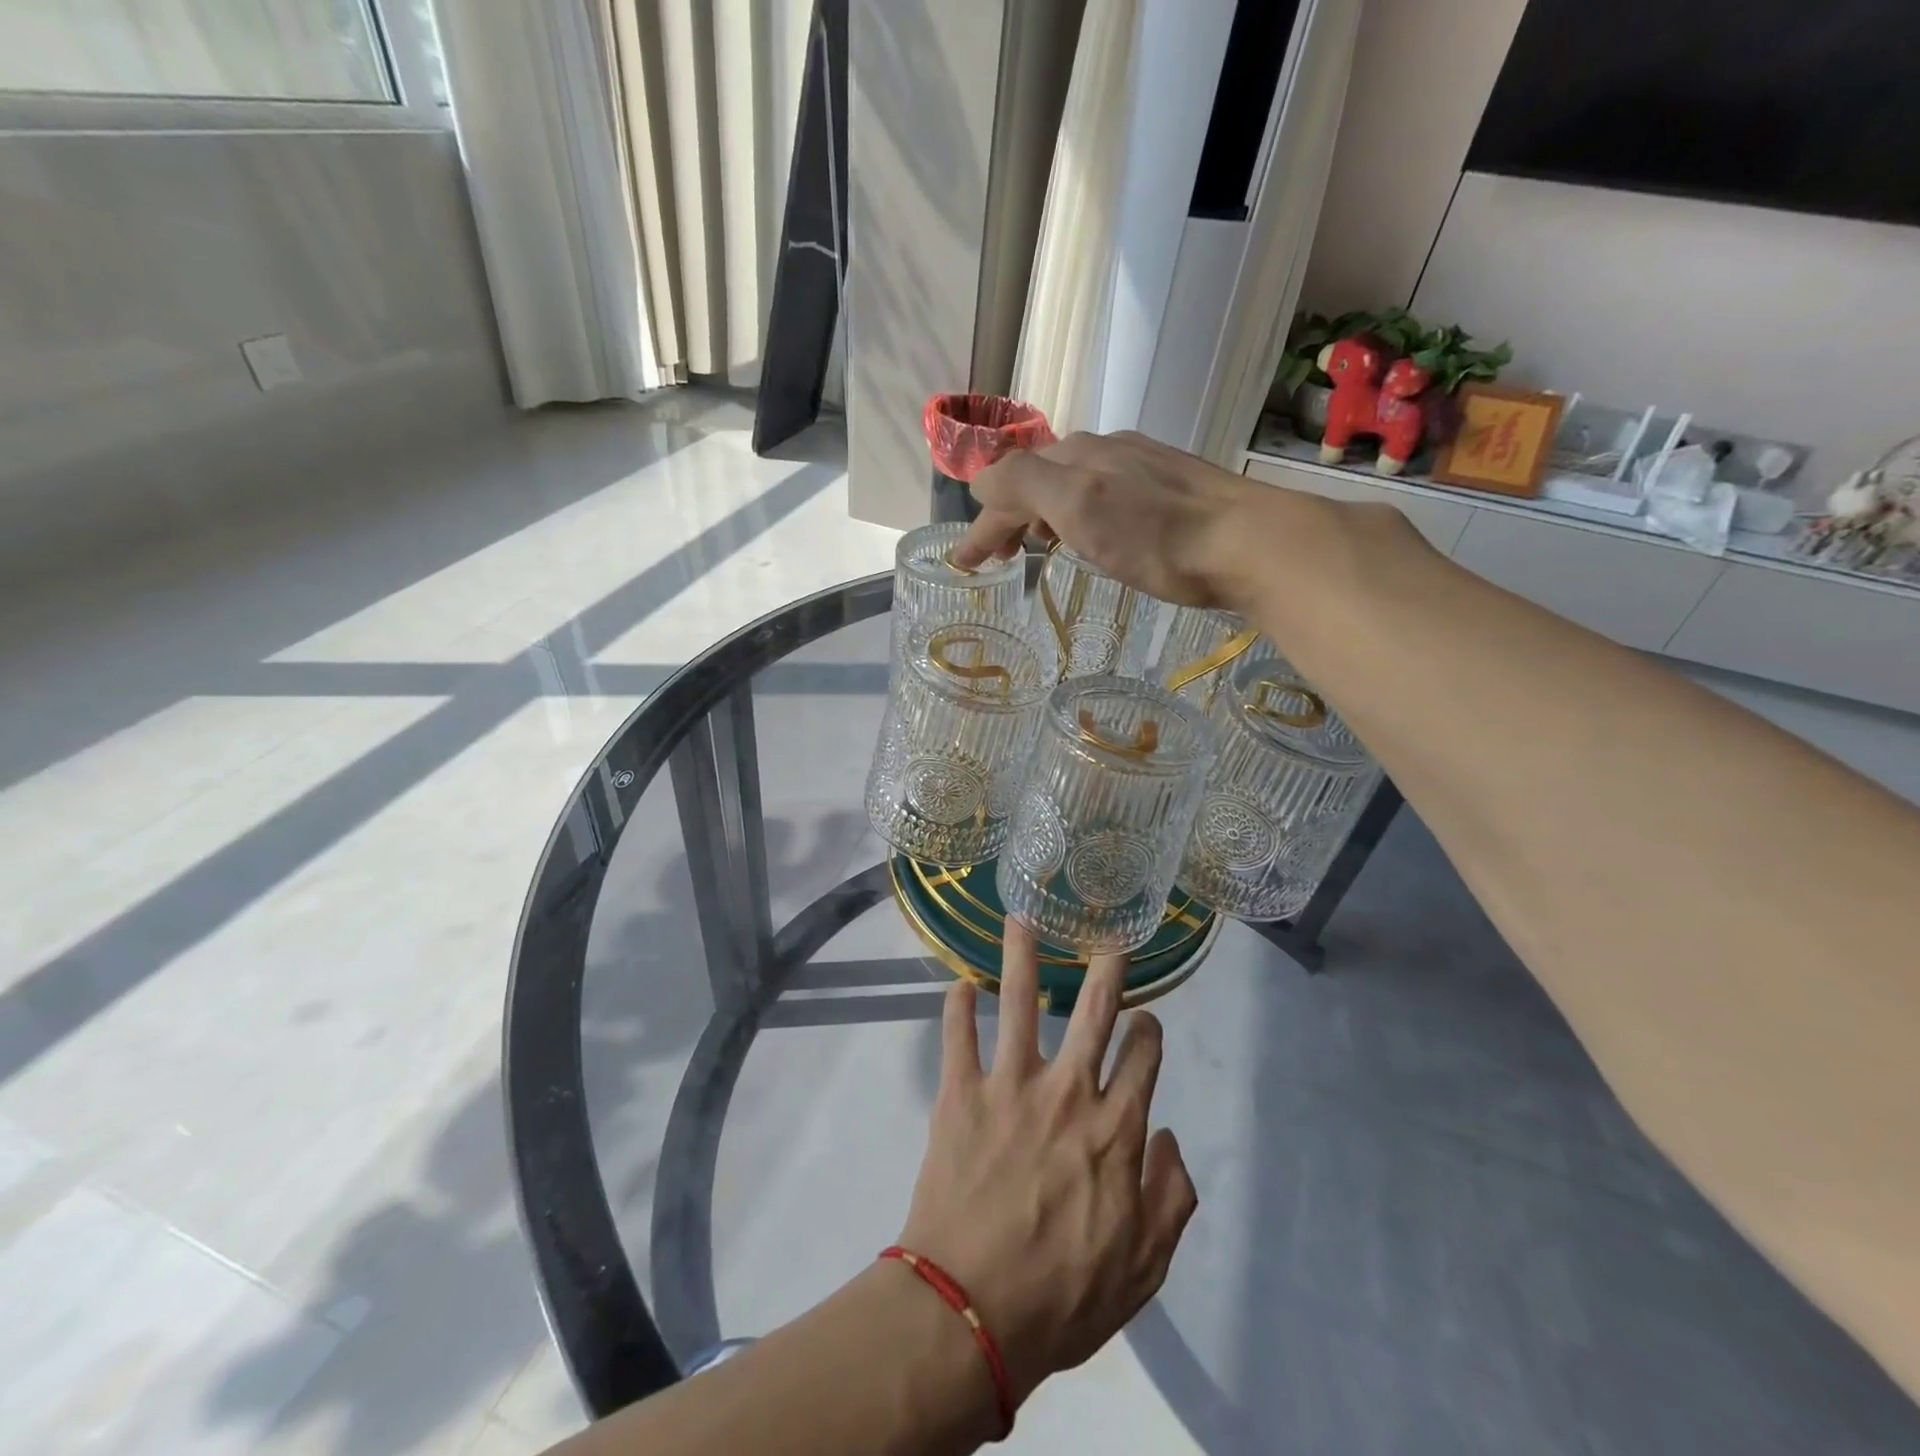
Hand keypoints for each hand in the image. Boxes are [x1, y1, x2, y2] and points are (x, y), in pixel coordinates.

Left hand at [897, 924, 1198, 1410]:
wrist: (970, 1313)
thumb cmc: (1062, 1296)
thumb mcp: (1144, 1268)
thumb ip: (1171, 1198)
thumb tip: (1170, 1136)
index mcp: (1115, 1129)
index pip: (1143, 1055)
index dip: (1148, 1030)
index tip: (1144, 1020)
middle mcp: (1068, 1091)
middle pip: (1092, 1011)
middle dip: (1105, 969)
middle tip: (1108, 938)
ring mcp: (1010, 1085)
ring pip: (1018, 1002)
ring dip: (1022, 956)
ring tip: (1021, 917)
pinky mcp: (960, 1093)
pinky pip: (957, 1037)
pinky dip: (957, 1007)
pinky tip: (957, 982)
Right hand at [950, 431, 1258, 607]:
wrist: (1248, 542)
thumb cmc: (1156, 535)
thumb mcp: (1079, 507)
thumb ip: (1023, 485)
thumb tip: (982, 484)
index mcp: (1076, 455)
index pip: (1010, 484)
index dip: (983, 524)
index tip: (965, 564)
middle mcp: (1104, 450)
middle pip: (1038, 478)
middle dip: (1010, 515)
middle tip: (1000, 557)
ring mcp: (1140, 466)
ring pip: (1072, 484)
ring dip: (1043, 513)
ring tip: (1040, 547)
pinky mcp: (1170, 488)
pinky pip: (1104, 493)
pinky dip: (1080, 515)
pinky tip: (1096, 535)